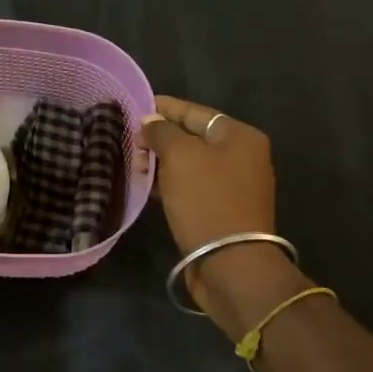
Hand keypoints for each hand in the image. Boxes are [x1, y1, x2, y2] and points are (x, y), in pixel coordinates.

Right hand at [142, 94, 290, 325]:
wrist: (231, 264)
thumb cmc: (207, 200)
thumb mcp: (180, 156)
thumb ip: (162, 132)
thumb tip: (150, 121)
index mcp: (240, 136)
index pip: (196, 112)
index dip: (164, 108)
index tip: (135, 106)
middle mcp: (243, 157)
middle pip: (194, 138)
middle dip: (160, 138)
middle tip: (129, 141)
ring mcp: (235, 186)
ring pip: (191, 164)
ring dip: (162, 163)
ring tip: (134, 165)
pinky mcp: (223, 211)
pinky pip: (192, 187)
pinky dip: (170, 184)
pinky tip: (147, 188)